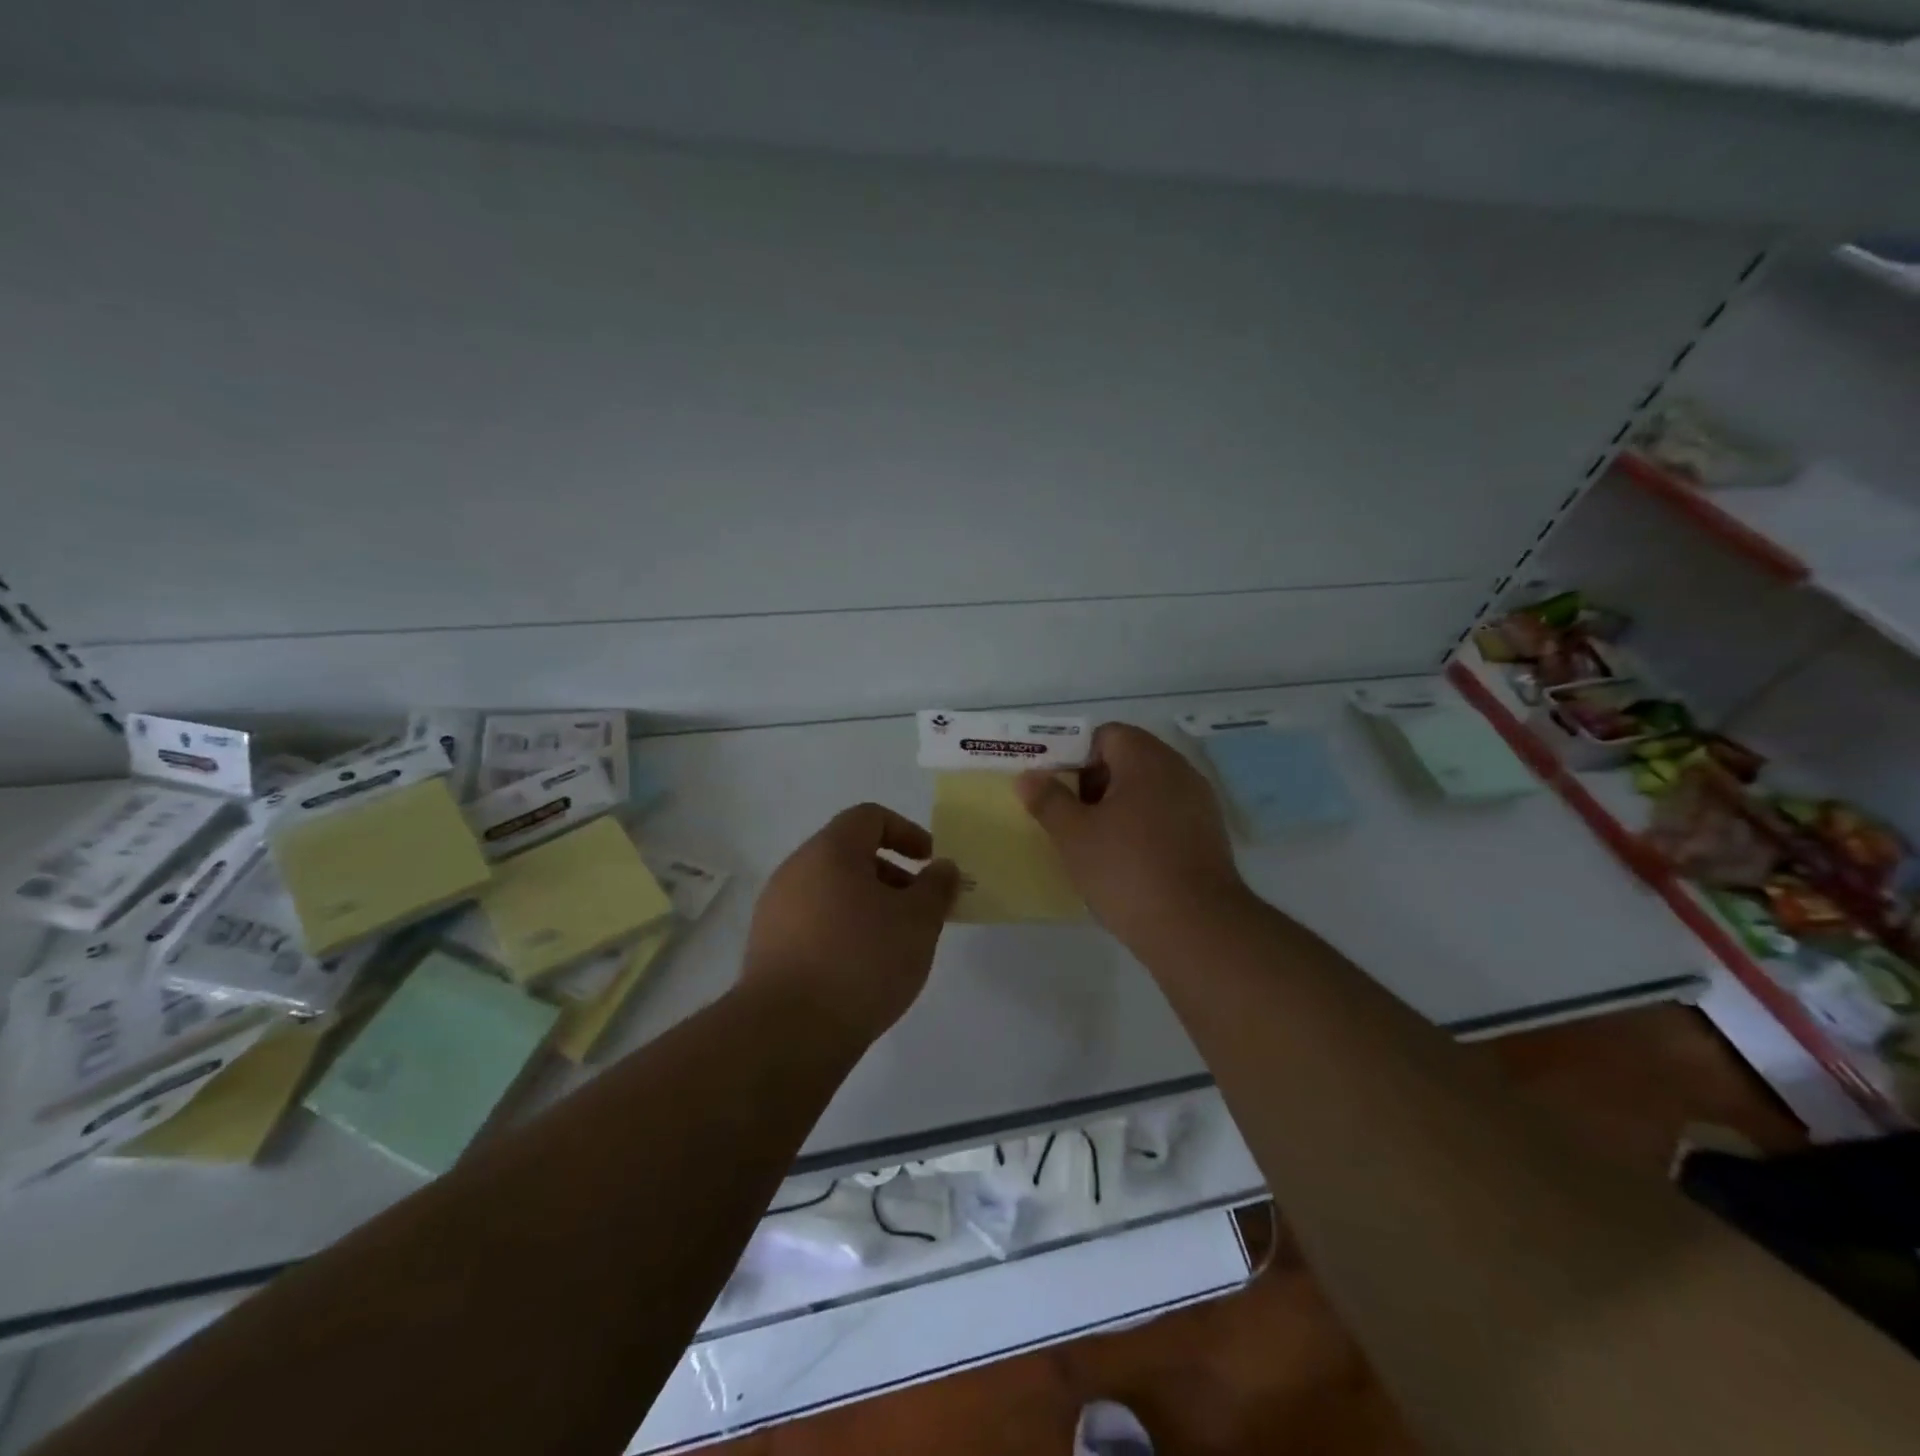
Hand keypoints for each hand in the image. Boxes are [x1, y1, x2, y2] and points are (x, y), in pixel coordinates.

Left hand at [741, 803, 959, 1045]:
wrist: (788, 1032)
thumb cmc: (861, 961)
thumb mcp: (918, 921)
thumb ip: (937, 887)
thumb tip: (942, 868)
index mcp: (829, 851)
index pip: (869, 817)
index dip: (906, 832)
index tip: (930, 864)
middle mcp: (795, 870)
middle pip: (849, 854)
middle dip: (891, 876)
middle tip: (918, 911)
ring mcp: (775, 910)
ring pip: (831, 891)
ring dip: (867, 906)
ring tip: (893, 946)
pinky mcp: (767, 947)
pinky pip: (813, 923)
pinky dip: (842, 931)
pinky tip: (860, 971)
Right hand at [1016, 723, 1248, 949]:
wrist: (1196, 927)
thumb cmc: (1126, 870)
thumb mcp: (1074, 835)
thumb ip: (1048, 800)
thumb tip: (1028, 776)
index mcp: (1146, 759)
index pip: (1107, 735)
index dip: (1077, 756)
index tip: (1060, 790)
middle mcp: (1179, 770)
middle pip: (1129, 760)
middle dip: (1096, 784)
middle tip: (1072, 818)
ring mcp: (1200, 804)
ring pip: (1149, 791)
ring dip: (1120, 808)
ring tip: (1096, 843)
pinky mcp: (1210, 836)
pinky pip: (1168, 817)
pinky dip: (1145, 829)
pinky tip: (1128, 863)